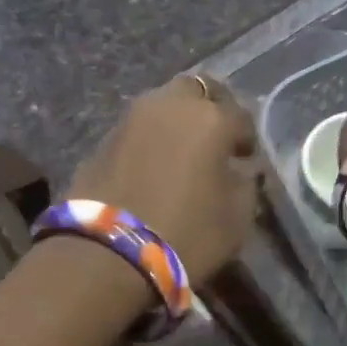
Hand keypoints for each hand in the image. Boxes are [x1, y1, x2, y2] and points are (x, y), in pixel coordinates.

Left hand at [69, 76, 258, 284]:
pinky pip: (135, 132)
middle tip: (213, 141)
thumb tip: (240, 170)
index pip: (239, 116)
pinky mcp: (101, 142)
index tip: (245, 159)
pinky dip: (148, 142)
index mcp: (209, 118)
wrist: (108, 254)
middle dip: (208, 109)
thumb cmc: (186, 235)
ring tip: (180, 156)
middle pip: (194, 91)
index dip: (245, 139)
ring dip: (174, 124)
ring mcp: (129, 120)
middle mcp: (168, 105)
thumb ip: (245, 184)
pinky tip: (151, 168)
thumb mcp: (236, 219)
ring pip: (160, 107)